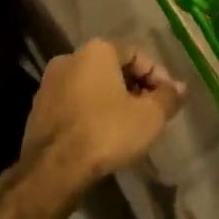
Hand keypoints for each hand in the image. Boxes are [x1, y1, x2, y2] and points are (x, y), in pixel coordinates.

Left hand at [17, 39, 185, 189]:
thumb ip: (168, 97)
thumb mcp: (150, 116)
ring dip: (112, 102)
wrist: (54, 168)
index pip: (137, 55)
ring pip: (91, 88)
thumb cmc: (107, 131)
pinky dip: (91, 114)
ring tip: (129, 127)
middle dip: (135, 89)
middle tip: (151, 113)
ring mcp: (49, 84)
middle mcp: (69, 58)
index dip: (158, 76)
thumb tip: (181, 88)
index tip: (169, 100)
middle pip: (112, 69)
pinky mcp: (37, 109)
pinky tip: (102, 137)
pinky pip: (74, 105)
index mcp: (96, 50)